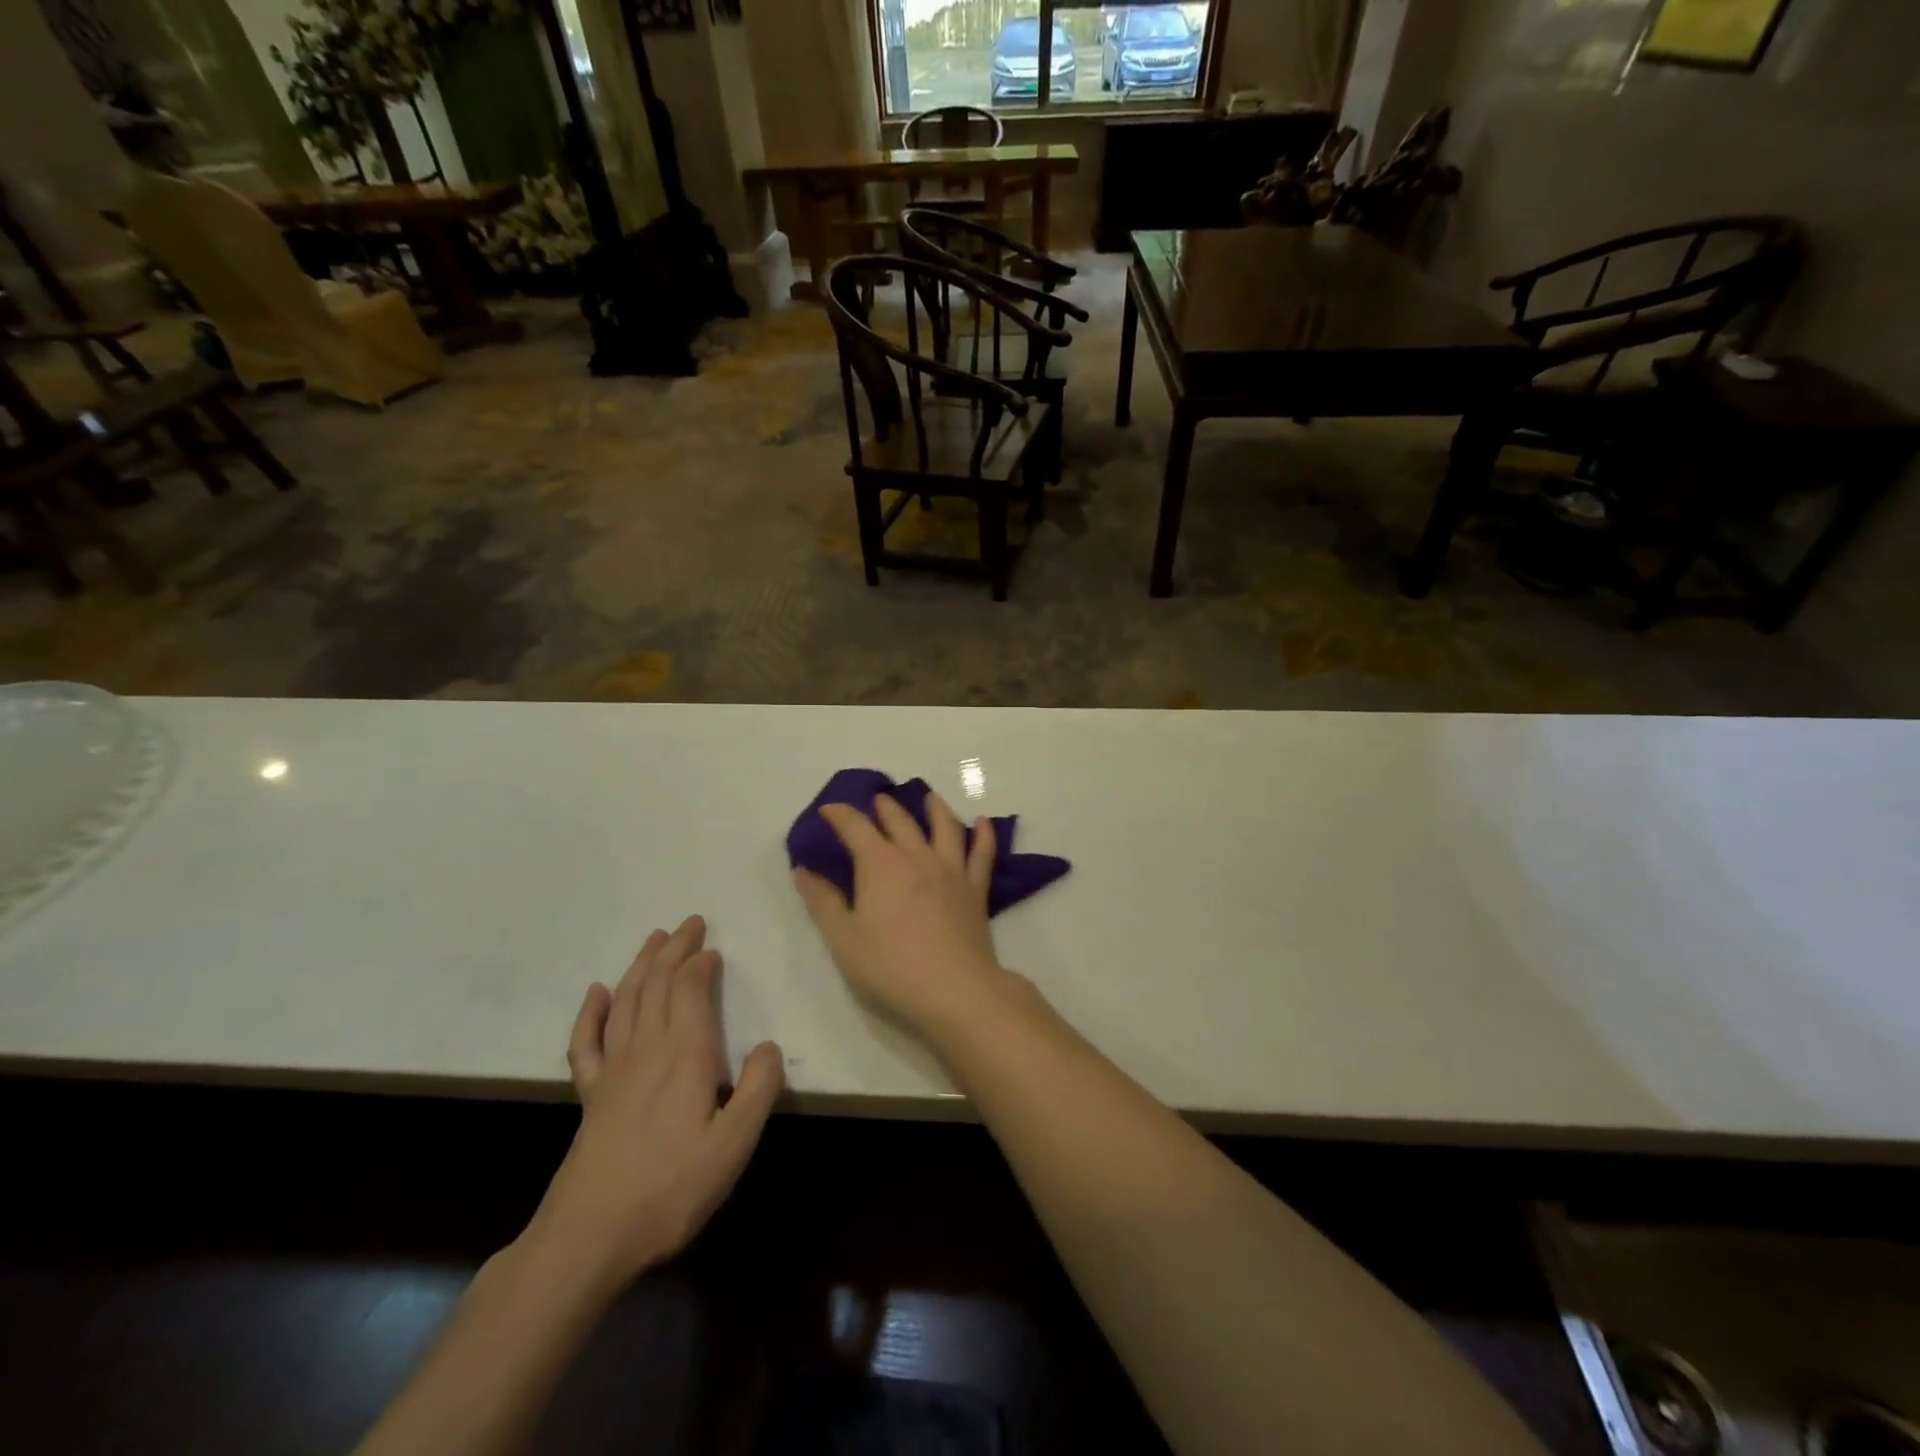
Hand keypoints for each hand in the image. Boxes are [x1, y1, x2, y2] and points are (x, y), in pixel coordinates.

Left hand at [530, 916, 783, 1291]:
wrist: (589, 1237)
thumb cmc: (671, 1190)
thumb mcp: (734, 1146)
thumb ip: (758, 1091)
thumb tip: (770, 1046)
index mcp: (685, 1056)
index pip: (691, 991)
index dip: (701, 963)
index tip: (712, 947)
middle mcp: (647, 1050)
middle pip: (658, 984)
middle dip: (674, 950)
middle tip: (688, 923)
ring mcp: (612, 1070)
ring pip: (626, 1001)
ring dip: (641, 966)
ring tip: (653, 939)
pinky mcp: (589, 1095)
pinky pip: (585, 1042)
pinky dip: (590, 1013)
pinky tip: (596, 994)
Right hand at [793, 791, 1010, 1044]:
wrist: (954, 989)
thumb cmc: (890, 966)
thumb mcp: (844, 938)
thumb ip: (823, 901)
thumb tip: (803, 870)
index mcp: (880, 864)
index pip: (856, 827)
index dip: (840, 814)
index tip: (828, 810)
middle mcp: (917, 856)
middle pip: (900, 821)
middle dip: (884, 807)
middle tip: (877, 801)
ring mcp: (951, 869)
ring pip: (945, 826)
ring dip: (934, 808)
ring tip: (928, 798)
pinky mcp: (975, 888)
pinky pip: (982, 853)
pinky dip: (984, 834)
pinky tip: (983, 822)